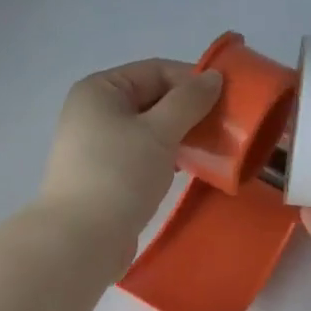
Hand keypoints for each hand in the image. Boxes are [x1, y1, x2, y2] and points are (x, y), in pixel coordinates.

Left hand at [39, 59, 222, 246]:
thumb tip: (214, 78)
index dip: (193, 80)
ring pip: (148, 131)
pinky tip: (186, 170)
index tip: (229, 100)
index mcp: (100, 90)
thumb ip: (189, 101)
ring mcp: (96, 147)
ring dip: (179, 137)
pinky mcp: (104, 178)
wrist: (82, 239)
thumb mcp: (159, 132)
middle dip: (188, 111)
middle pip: (151, 99)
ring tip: (210, 149)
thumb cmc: (119, 176)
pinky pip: (141, 157)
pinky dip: (164, 159)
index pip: (155, 71)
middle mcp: (93, 113)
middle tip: (224, 127)